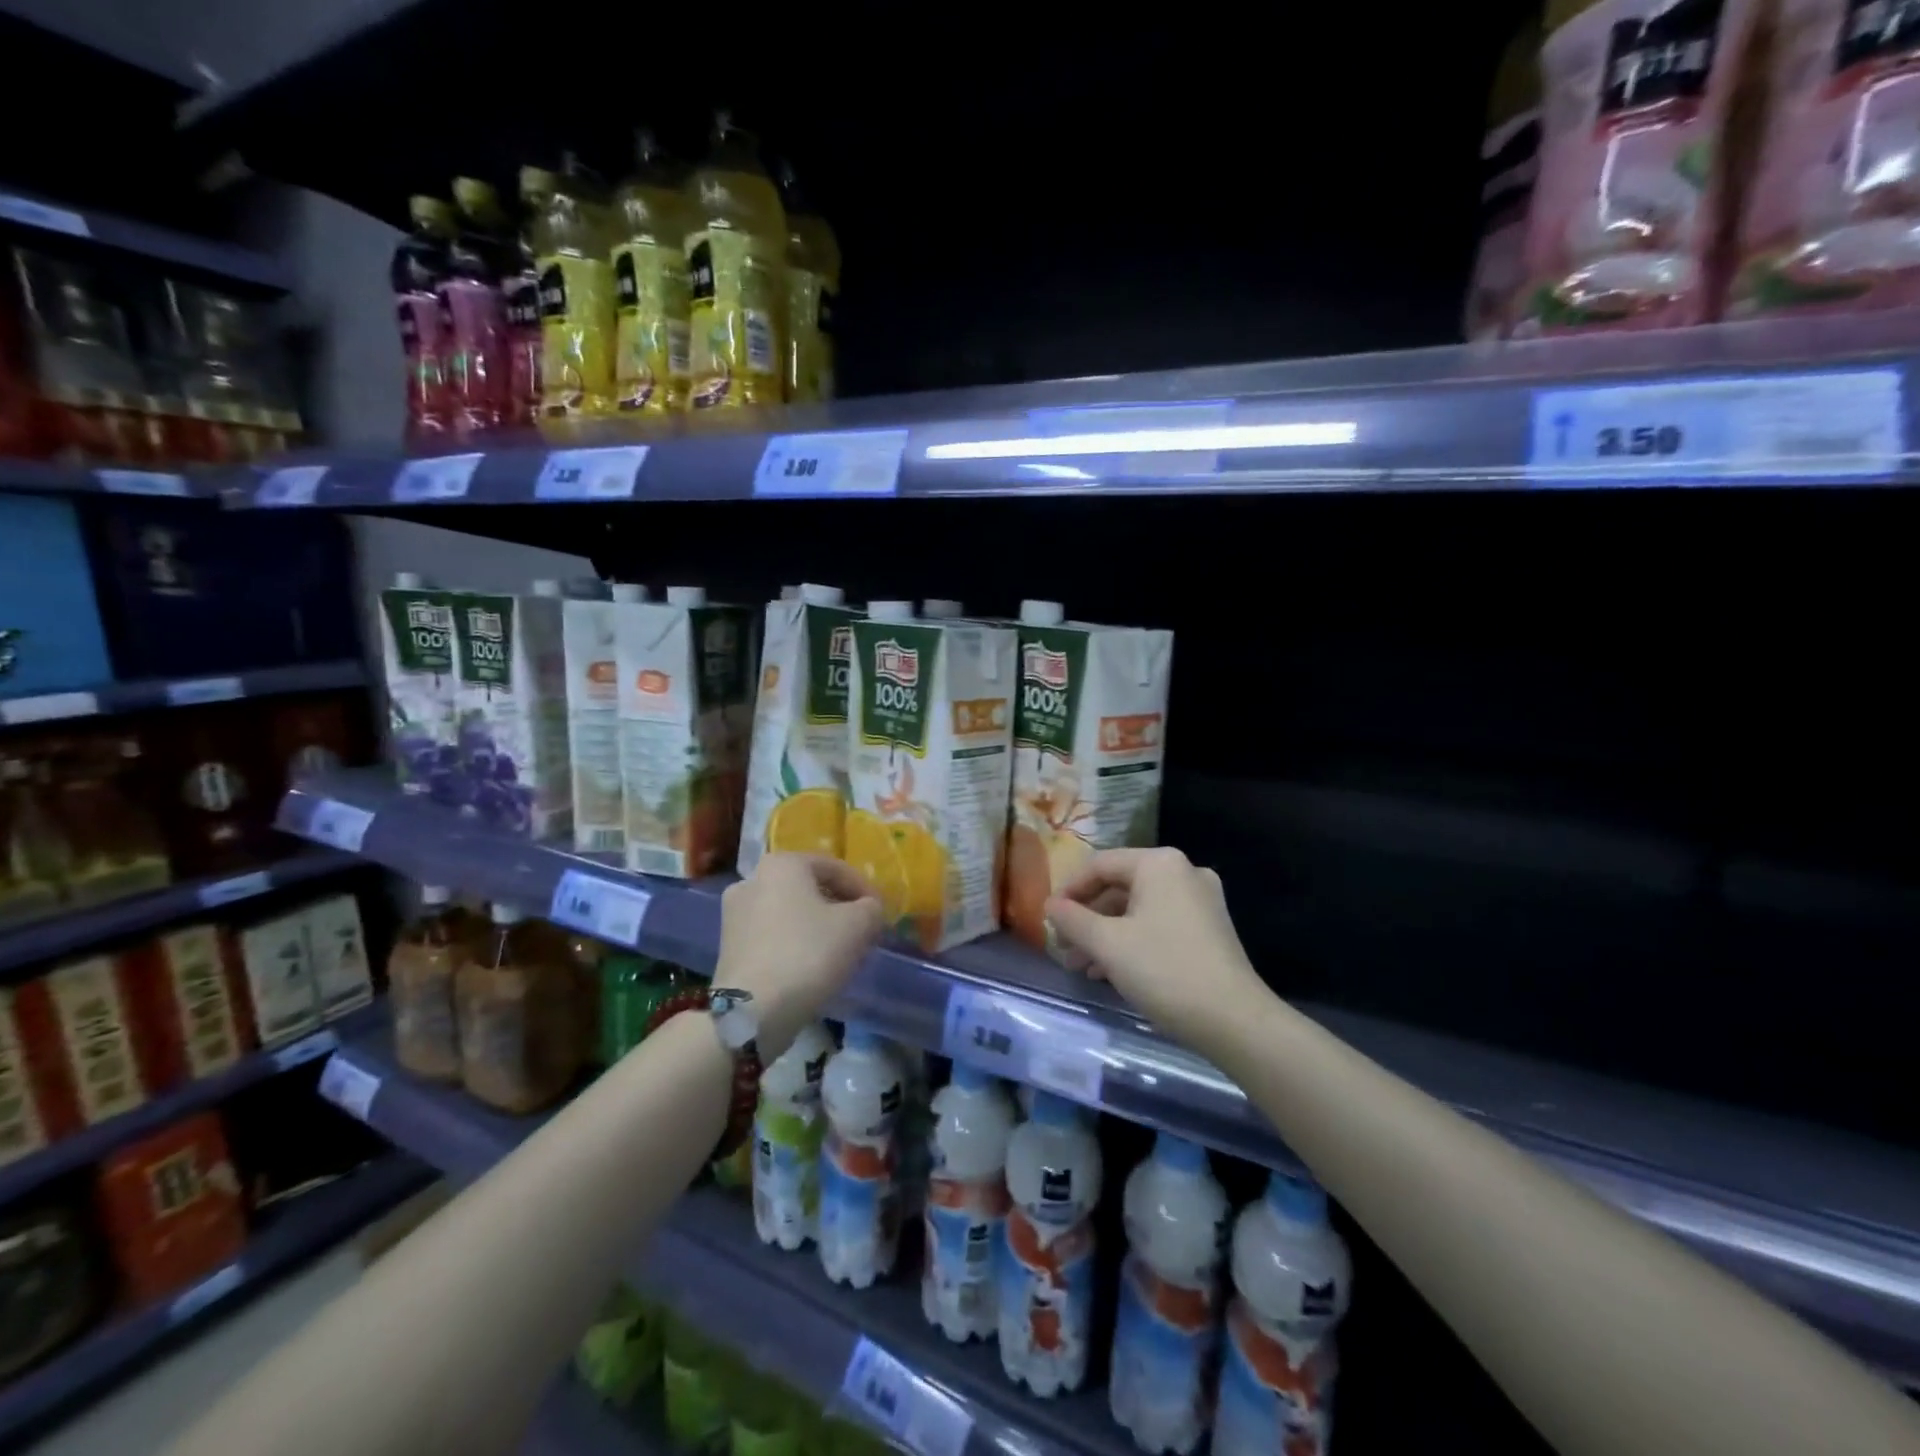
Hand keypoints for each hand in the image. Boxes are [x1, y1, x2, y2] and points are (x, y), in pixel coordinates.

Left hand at [717, 853, 882, 1062]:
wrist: (753, 1011)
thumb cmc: (808, 953)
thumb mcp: (857, 926)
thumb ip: (871, 909)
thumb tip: (868, 909)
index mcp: (782, 864)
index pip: (835, 868)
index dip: (863, 889)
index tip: (880, 912)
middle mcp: (752, 880)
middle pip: (809, 889)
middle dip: (839, 907)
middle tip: (862, 930)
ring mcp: (734, 914)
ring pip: (790, 913)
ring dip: (817, 926)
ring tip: (840, 951)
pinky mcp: (728, 947)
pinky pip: (773, 935)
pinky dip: (795, 943)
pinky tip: (812, 966)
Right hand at [1046, 847, 1268, 1055]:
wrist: (1234, 1020)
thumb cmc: (1164, 970)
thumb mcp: (1107, 944)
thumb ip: (1072, 919)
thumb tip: (1050, 905)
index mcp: (1159, 864)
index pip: (1100, 865)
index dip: (1069, 890)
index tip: (1048, 919)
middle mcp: (1183, 873)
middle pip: (1119, 887)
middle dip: (1087, 918)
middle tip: (1063, 946)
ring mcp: (1200, 901)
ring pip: (1138, 910)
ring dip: (1105, 934)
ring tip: (1080, 966)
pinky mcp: (1209, 930)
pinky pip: (1158, 925)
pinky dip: (1131, 942)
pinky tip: (1109, 972)